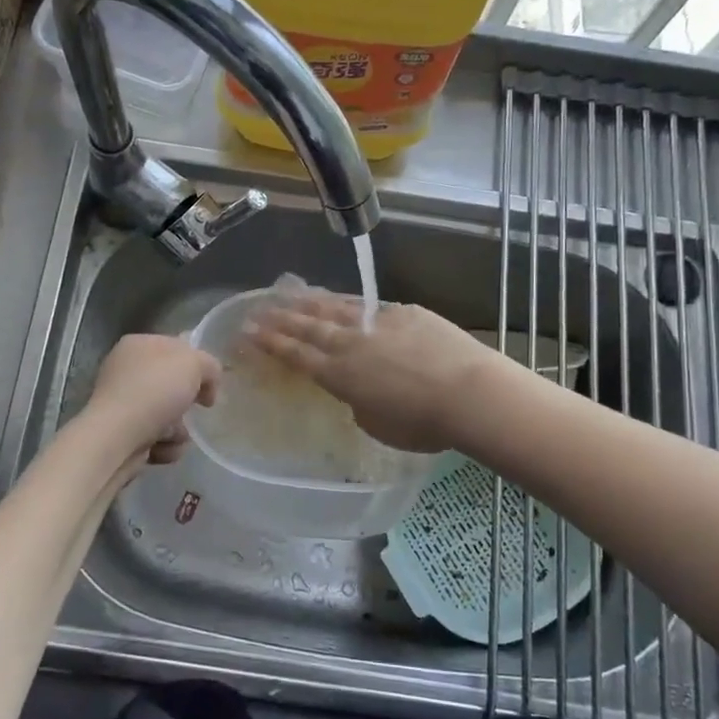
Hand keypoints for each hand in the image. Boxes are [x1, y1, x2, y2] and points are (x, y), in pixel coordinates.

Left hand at [83, 333, 220, 464]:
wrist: (117, 438)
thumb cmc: (155, 391)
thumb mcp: (194, 364)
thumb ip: (210, 366)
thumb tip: (207, 385)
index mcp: (138, 344)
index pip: (177, 348)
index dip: (198, 366)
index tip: (210, 386)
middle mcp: (126, 371)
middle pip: (173, 386)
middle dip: (187, 403)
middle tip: (193, 410)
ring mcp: (122, 403)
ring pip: (168, 415)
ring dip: (178, 430)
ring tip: (171, 434)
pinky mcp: (122, 434)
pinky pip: (156, 438)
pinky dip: (164, 445)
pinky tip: (158, 448)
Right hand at [244, 293, 497, 452]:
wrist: (469, 394)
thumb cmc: (422, 424)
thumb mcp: (377, 424)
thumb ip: (360, 403)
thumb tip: (359, 390)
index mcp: (339, 375)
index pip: (296, 355)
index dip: (271, 343)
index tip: (249, 330)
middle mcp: (352, 343)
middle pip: (309, 325)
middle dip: (281, 318)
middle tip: (259, 308)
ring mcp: (379, 322)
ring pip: (337, 308)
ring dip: (311, 302)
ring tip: (292, 294)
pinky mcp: (406, 313)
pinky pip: (370, 305)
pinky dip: (351, 303)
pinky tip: (347, 300)